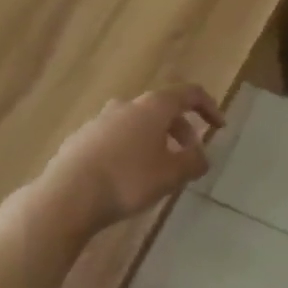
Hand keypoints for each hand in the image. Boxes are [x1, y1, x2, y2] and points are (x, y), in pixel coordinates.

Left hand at [37, 85, 225, 236]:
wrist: (67, 194)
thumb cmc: (127, 180)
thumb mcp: (171, 175)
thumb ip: (193, 162)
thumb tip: (201, 155)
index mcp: (152, 106)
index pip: (189, 94)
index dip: (209, 107)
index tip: (219, 127)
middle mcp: (126, 105)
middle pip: (162, 108)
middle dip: (180, 129)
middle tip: (189, 154)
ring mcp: (100, 119)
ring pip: (137, 123)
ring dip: (155, 139)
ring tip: (159, 169)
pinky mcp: (82, 137)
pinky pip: (116, 137)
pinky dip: (131, 148)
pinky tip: (127, 176)